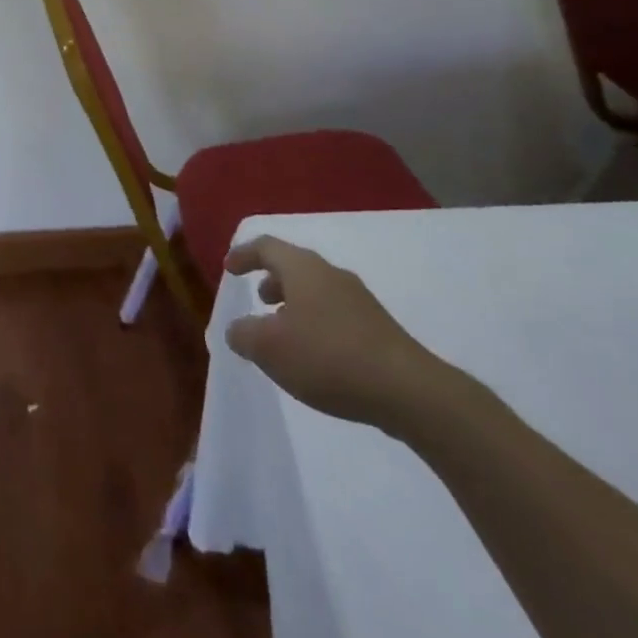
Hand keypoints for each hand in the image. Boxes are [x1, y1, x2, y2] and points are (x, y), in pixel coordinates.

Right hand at [224, 236, 450, 434]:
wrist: (408, 391)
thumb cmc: (328, 357)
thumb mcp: (270, 349)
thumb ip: (244, 335)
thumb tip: (237, 329)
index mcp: (302, 267)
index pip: (266, 246)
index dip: (244, 254)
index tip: (229, 267)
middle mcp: (330, 273)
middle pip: (294, 265)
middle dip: (272, 278)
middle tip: (258, 297)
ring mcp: (359, 300)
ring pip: (316, 290)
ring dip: (295, 303)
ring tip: (284, 330)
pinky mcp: (378, 328)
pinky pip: (336, 313)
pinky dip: (316, 322)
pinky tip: (316, 354)